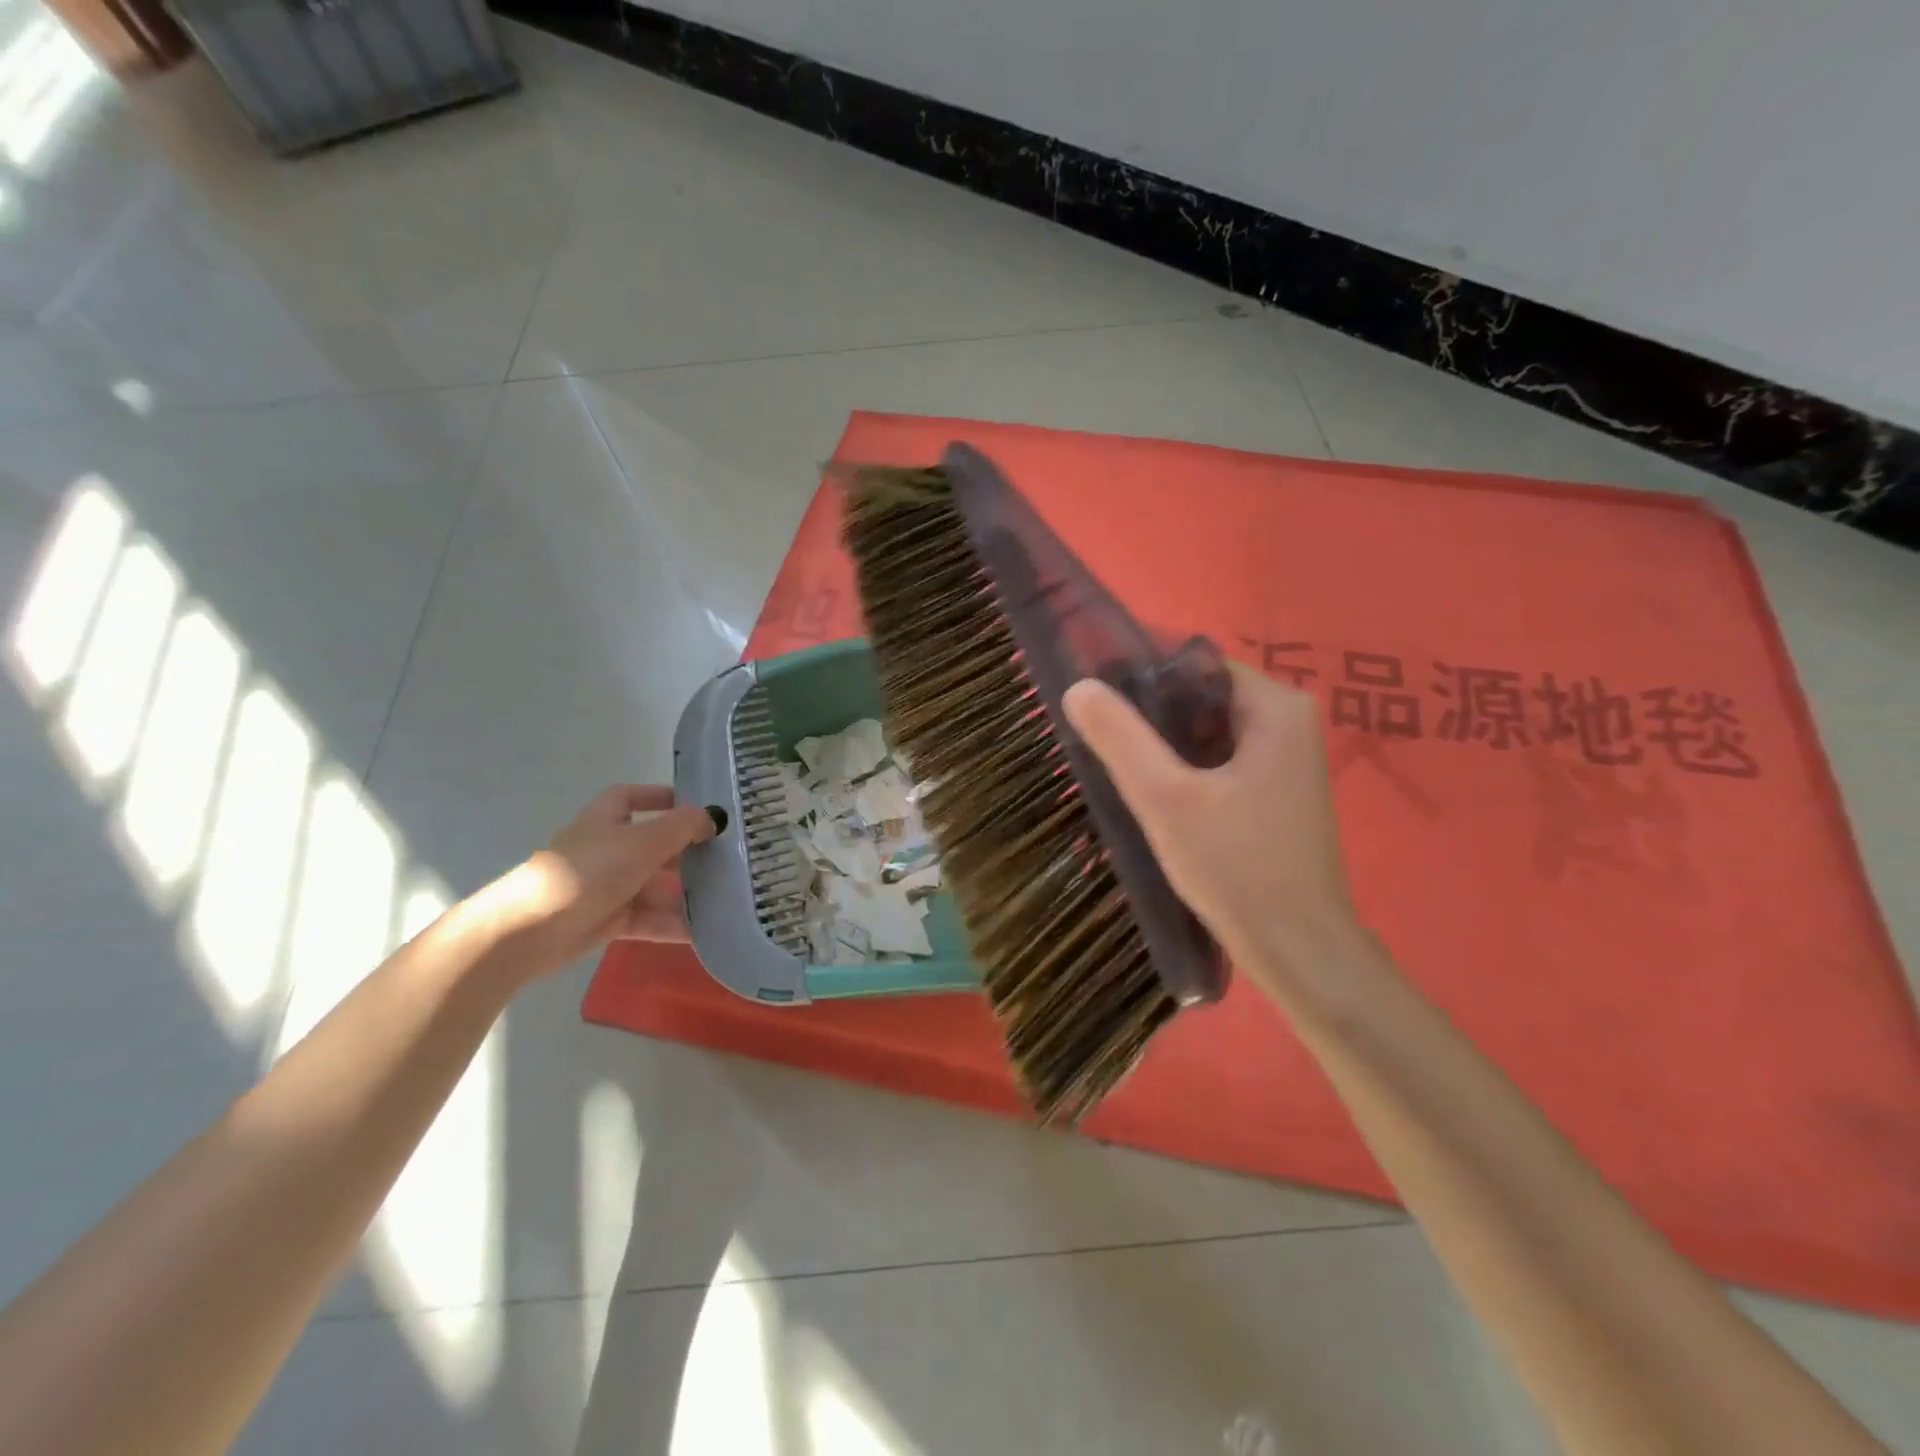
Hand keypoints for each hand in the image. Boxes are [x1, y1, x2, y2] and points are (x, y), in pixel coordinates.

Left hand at [486, 785, 717, 973]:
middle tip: (726, 858)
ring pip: (654, 885)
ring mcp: (606, 886)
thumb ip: (682, 827)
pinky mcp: (607, 920)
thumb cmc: (589, 871)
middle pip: (652, 844)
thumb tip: (713, 818)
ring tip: (724, 899)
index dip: (659, 796)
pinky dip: (672, 924)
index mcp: (606, 819)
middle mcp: (607, 849)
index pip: (631, 797)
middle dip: (686, 851)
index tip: (694, 805)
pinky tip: (703, 932)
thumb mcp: (643, 841)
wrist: (532, 930)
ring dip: (685, 892)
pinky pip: (648, 918)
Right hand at [1063, 661, 1371, 1006]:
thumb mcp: (1166, 799)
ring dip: (1167, 746)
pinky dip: (1188, 769)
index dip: (1143, 678)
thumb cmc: (1236, 868)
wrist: (1299, 951)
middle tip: (1104, 742)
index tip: (1099, 704)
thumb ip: (1121, 738)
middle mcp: (1290, 721)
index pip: (1196, 665)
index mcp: (1276, 707)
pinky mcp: (1277, 790)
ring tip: (1123, 768)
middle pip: (1202, 697)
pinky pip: (1222, 759)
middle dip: (1152, 716)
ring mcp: (1288, 758)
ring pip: (1209, 731)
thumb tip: (1079, 686)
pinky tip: (1157, 795)